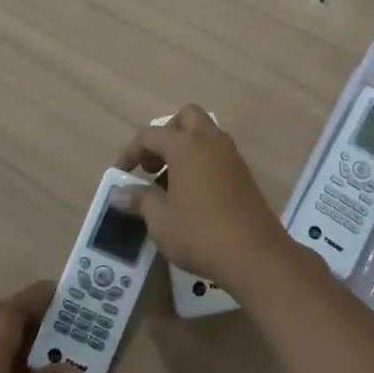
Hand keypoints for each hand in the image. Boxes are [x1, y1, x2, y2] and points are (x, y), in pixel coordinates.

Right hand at [115, 105, 295, 293]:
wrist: (255, 254)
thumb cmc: (200, 233)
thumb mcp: (160, 220)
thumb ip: (139, 200)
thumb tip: (118, 194)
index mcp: (186, 145)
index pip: (150, 135)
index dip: (130, 152)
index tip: (120, 173)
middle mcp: (210, 141)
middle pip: (186, 118)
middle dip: (166, 135)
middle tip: (154, 165)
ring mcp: (231, 155)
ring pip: (205, 135)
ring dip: (185, 149)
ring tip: (170, 184)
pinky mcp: (244, 173)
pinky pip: (217, 154)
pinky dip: (202, 162)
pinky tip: (193, 195)